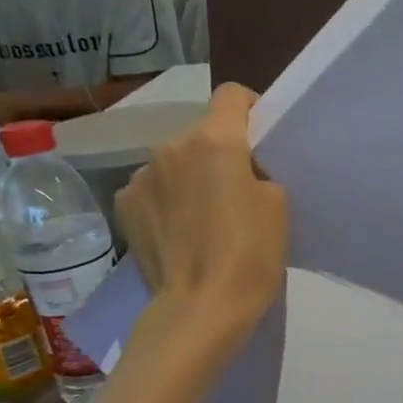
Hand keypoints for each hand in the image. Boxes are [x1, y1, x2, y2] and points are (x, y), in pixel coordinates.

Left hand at [115, 83, 286, 336]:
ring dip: (191, 175)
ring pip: (176, 161)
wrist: (201, 307)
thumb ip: (257, 170)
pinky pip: (154, 188)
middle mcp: (170, 146)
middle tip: (239, 187)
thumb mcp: (278, 203)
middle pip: (202, 132)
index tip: (263, 138)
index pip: (232, 94)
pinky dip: (168, 199)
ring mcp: (140, 176)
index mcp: (215, 140)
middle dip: (221, 151)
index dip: (252, 109)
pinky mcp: (124, 205)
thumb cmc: (251, 253)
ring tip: (206, 215)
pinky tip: (181, 231)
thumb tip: (236, 169)